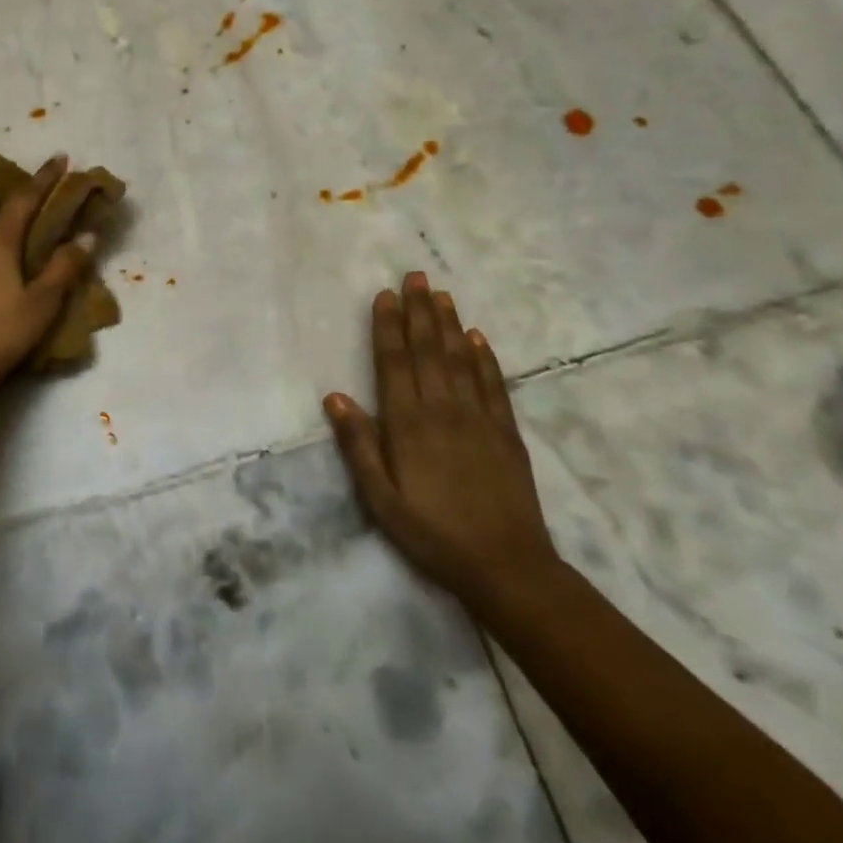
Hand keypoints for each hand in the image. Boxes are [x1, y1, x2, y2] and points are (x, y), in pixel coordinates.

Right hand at [324, 272, 561, 611]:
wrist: (507, 567)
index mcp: (408, 424)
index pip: (394, 363)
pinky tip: (479, 338)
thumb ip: (359, 446)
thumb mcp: (380, 499)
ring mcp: (479, 419)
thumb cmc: (432, 533)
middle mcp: (443, 410)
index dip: (388, 327)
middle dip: (419, 311)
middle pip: (429, 351)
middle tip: (415, 275)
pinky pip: (494, 385)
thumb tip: (335, 397)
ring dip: (450, 324)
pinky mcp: (506, 433)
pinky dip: (485, 358)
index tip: (385, 295)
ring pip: (461, 359)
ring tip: (441, 294)